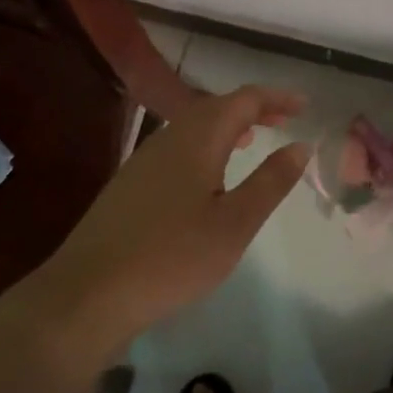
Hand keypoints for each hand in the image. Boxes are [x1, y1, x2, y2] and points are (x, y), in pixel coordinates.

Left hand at [8, 86, 310, 363]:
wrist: (87, 294)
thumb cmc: (172, 256)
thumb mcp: (235, 223)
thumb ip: (270, 181)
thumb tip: (300, 145)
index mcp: (199, 136)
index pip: (245, 99)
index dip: (277, 98)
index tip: (304, 105)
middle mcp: (171, 135)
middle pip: (218, 106)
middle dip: (255, 107)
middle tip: (286, 117)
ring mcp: (145, 157)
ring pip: (196, 124)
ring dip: (229, 124)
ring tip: (253, 137)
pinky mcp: (131, 181)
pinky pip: (179, 144)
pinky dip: (207, 143)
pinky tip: (210, 173)